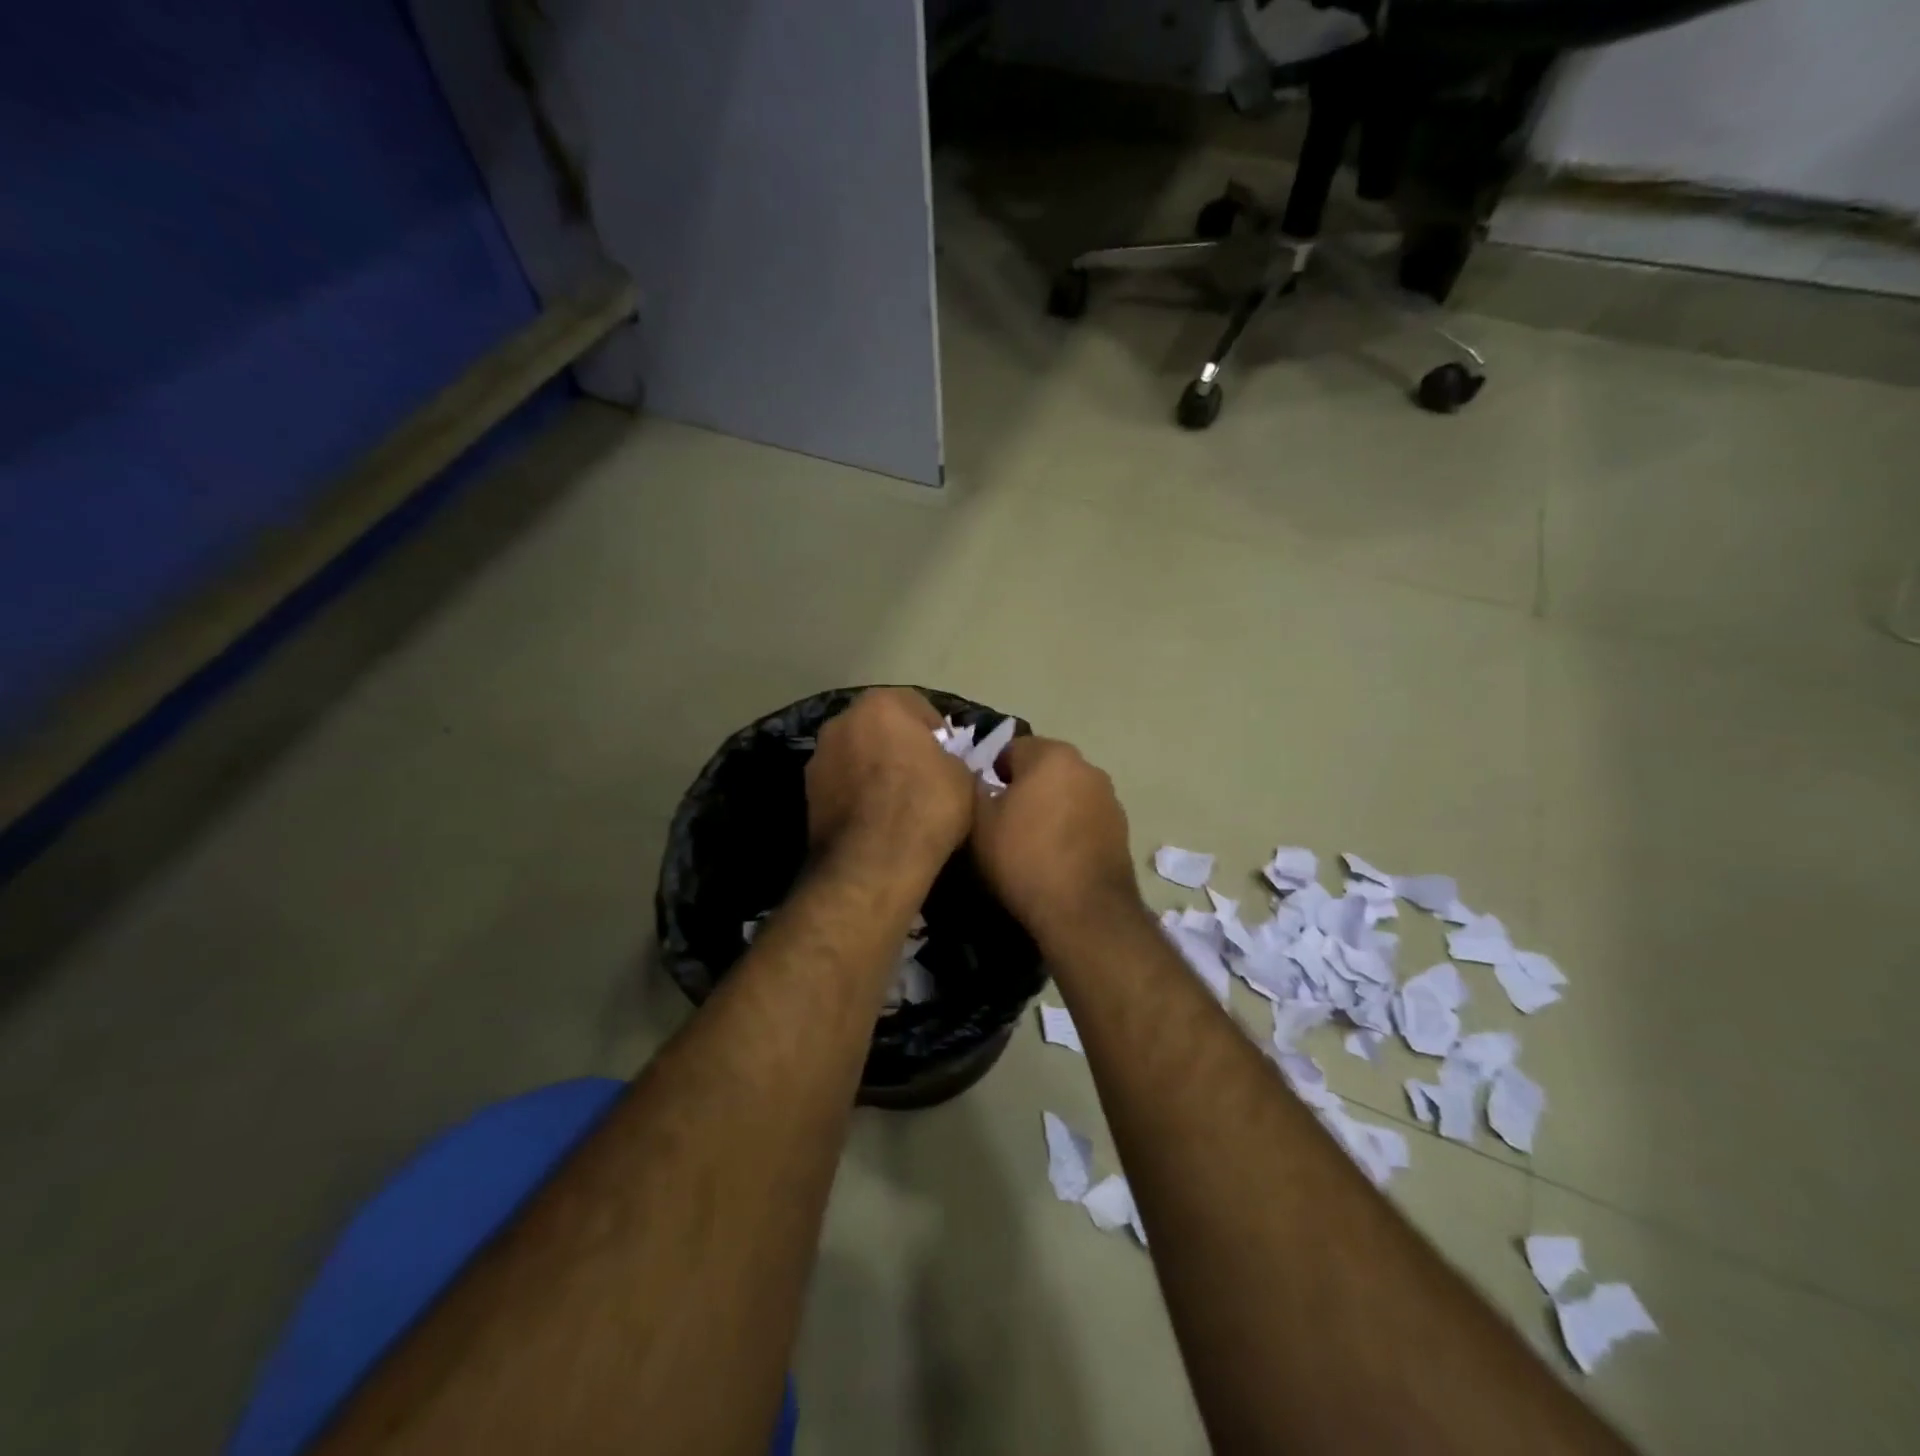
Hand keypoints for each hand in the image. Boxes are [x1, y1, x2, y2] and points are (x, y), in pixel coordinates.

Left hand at [806, 689, 974, 878]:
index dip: (937, 734)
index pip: (918, 707)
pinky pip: (842, 783)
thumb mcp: (962, 776)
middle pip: (880, 727)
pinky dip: (857, 794)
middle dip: (899, 745)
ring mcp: (818, 756)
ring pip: (857, 754)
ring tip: (896, 802)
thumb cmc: (925, 807)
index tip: (949, 758)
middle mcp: (842, 720)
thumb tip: (941, 764)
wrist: (873, 863)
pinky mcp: (806, 792)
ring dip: (873, 769)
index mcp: (882, 704)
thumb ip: (950, 757)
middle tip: (922, 776)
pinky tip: (875, 819)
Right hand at [970, 735, 1140, 945]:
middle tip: (1005, 822)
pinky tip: (1059, 858)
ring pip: (1068, 793)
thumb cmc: (1024, 858)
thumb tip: (979, 780)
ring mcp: (1109, 798)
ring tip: (1033, 843)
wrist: (1084, 911)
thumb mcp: (980, 823)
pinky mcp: (1122, 828)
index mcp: (1051, 755)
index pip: (1013, 748)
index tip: (985, 802)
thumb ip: (975, 789)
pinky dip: (1071, 828)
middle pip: (1044, 768)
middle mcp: (1087, 767)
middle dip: (1025, 788)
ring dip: (1051, 807)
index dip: (994, 773)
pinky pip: (1085, 818)